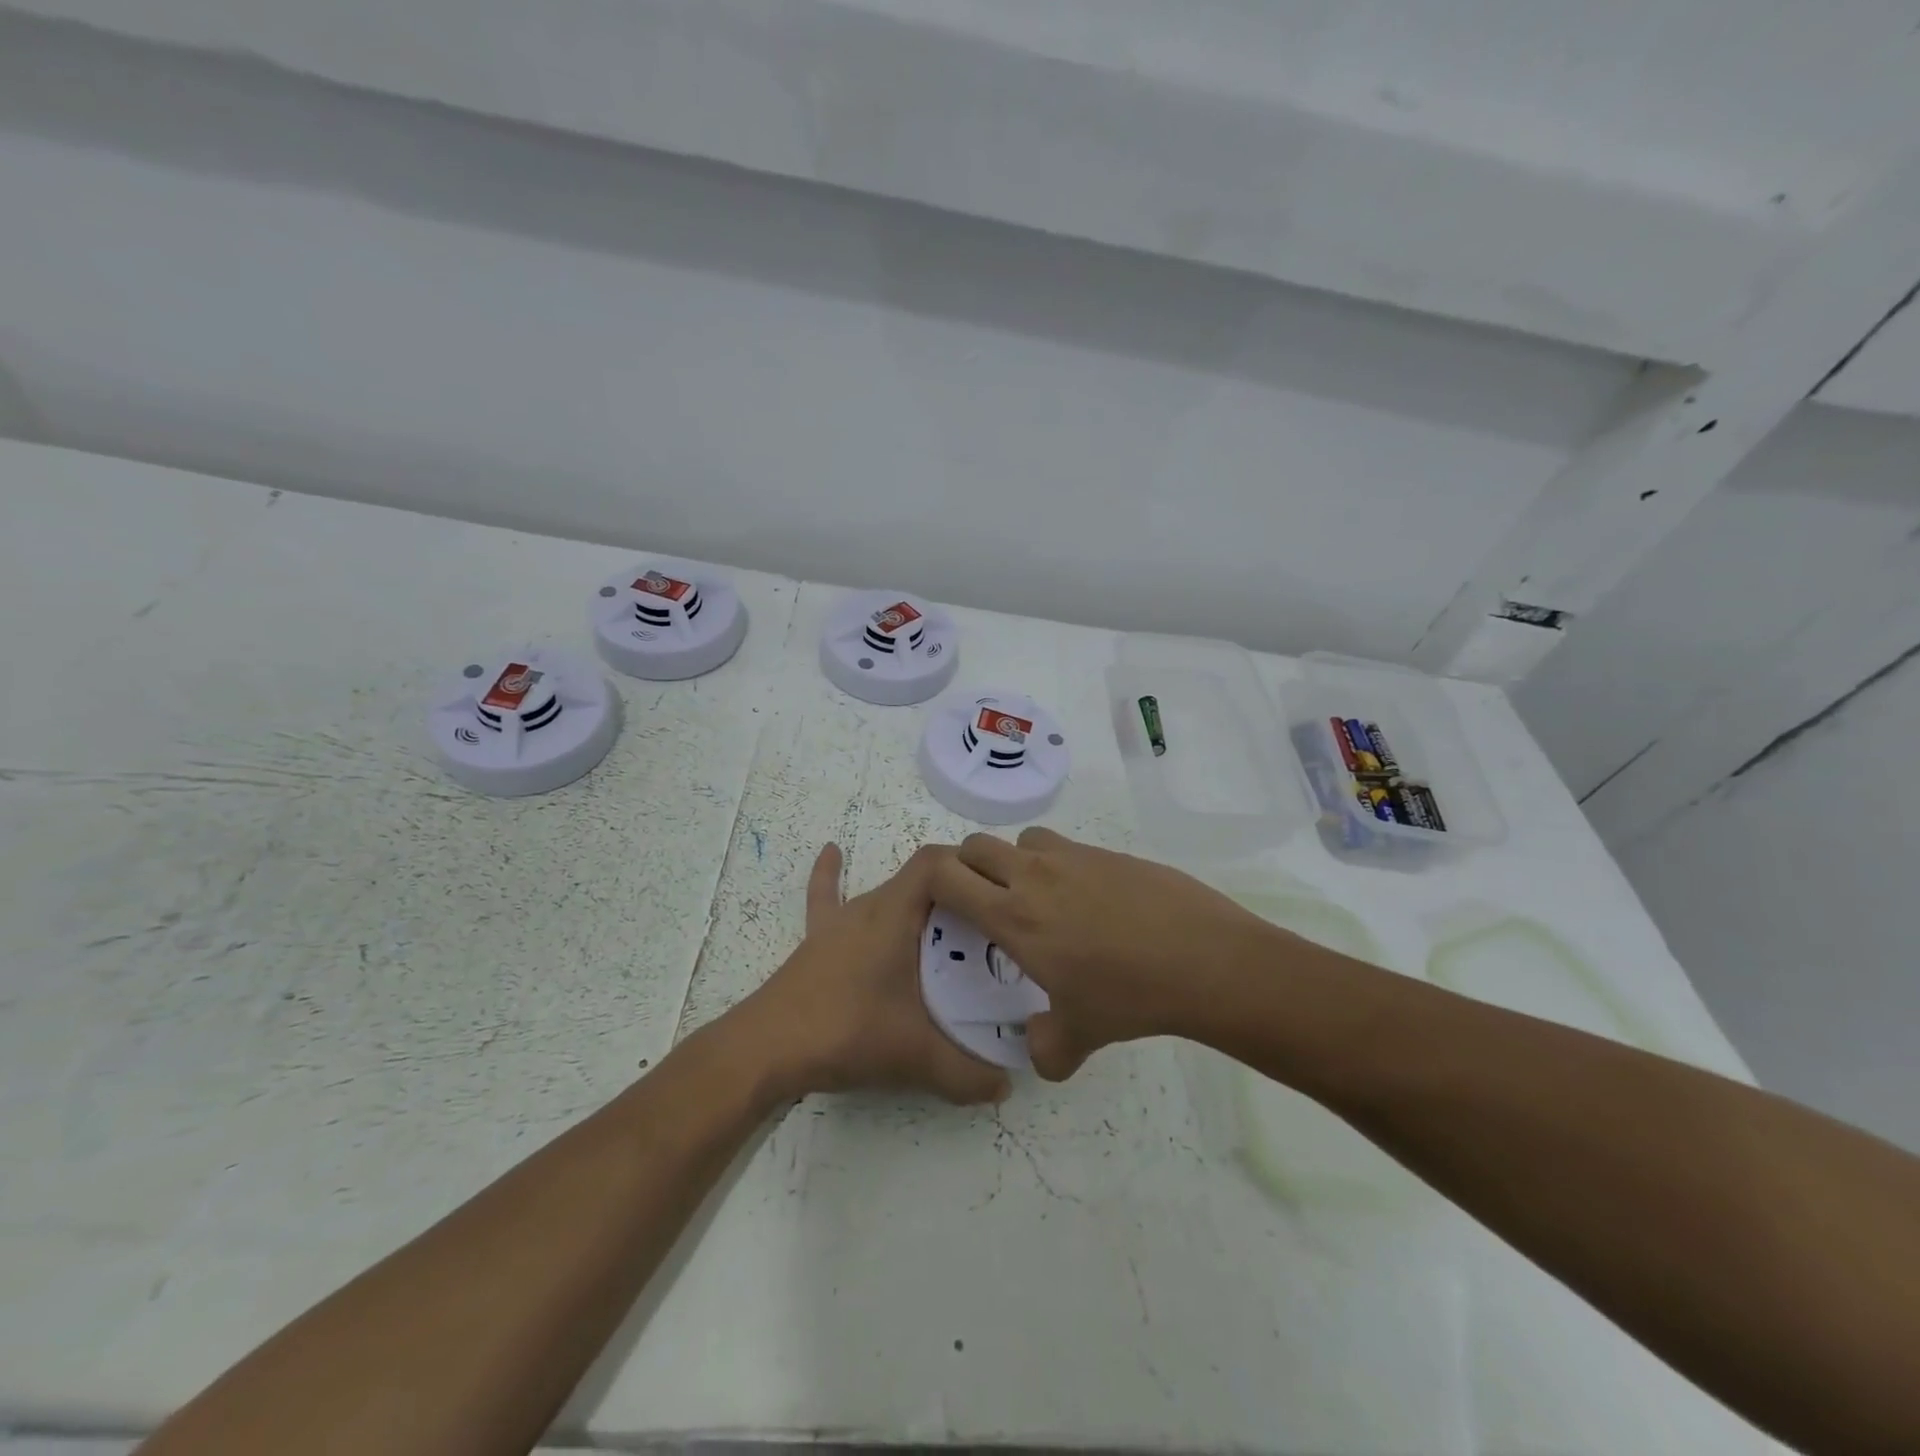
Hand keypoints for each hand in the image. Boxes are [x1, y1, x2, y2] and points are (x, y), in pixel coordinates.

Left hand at [732, 843, 1011, 1105]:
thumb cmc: (846, 1032)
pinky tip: (831, 851)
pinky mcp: (816, 942)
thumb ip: (967, 1075)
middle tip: (990, 926)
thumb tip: (1006, 1087)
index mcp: (894, 913)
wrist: (765, 1049)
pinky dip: (831, 875)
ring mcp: (839, 923)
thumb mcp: (916, 1056)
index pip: (937, 862)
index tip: (999, 891)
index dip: (969, 865)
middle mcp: (869, 906)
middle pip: (919, 879)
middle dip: (957, 894)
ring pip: (886, 895)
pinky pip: (827, 898)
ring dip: (918, 902)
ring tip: (951, 923)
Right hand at [930, 827, 1273, 1079]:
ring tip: (1037, 896)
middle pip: (976, 846)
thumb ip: (1046, 1048)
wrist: (1204, 959)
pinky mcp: (1107, 852)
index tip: (941, 905)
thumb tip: (1035, 1052)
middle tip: (983, 901)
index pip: (947, 876)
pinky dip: (1059, 864)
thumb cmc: (1130, 996)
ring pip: (1022, 839)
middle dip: (968, 867)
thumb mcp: (1081, 1035)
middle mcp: (1034, 876)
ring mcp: (1073, 857)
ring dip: (1015, 860)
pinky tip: (1088, 900)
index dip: (932, 883)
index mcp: (1013, 916)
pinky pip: (1065, 847)